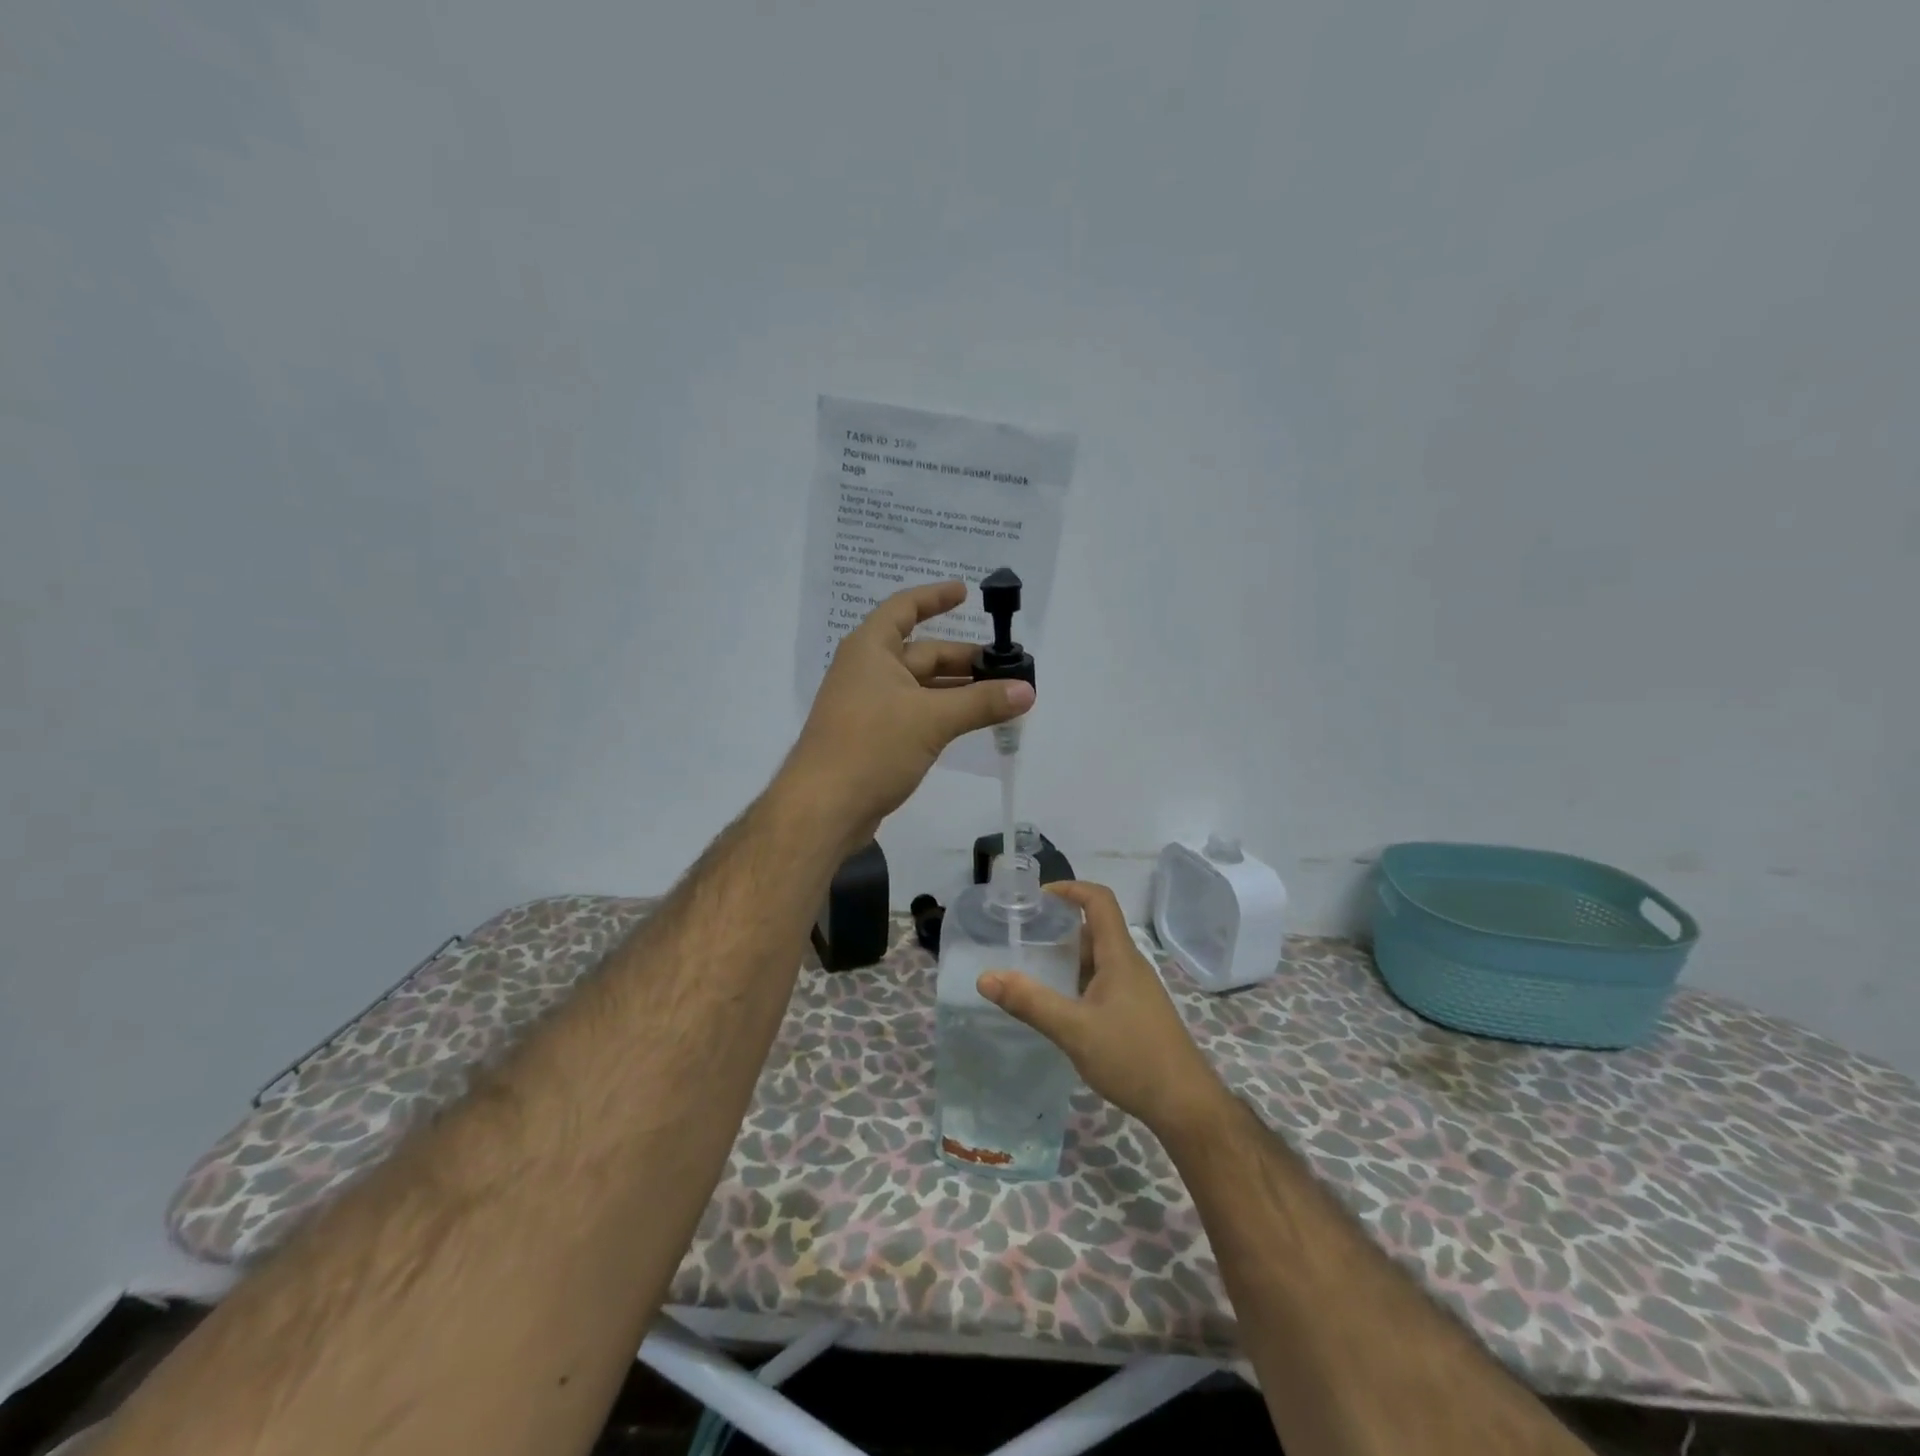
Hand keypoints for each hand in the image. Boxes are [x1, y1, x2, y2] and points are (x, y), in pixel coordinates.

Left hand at [782, 581, 1033, 851]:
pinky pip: (914, 714)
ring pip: (920, 687)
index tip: (965, 593)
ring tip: (997, 694)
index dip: (935, 597)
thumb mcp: (932, 719)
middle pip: (921, 653)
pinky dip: (942, 713)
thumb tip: (1027, 690)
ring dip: (956, 690)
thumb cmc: (871, 746)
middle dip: (962, 658)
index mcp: (871, 649)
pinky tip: (968, 723)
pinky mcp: (873, 738)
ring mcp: (868, 706)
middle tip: (1004, 666)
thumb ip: (981, 703)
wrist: (823, 808)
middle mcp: (867, 671)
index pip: (905, 608)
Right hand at [979, 881, 1228, 1137]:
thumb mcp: (1074, 1030)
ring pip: (1098, 959)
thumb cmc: (1132, 1058)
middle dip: (1059, 927)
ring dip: (1067, 957)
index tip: (1038, 897)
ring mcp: (1136, 990)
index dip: (1071, 889)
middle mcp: (1130, 965)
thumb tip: (985, 977)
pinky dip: (1077, 981)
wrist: (1186, 1105)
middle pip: (1095, 929)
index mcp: (1119, 956)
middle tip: (1023, 937)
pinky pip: (1103, 982)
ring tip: (1032, 969)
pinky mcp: (1137, 1012)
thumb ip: (1030, 1003)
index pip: (1099, 901)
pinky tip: (1059, 1006)